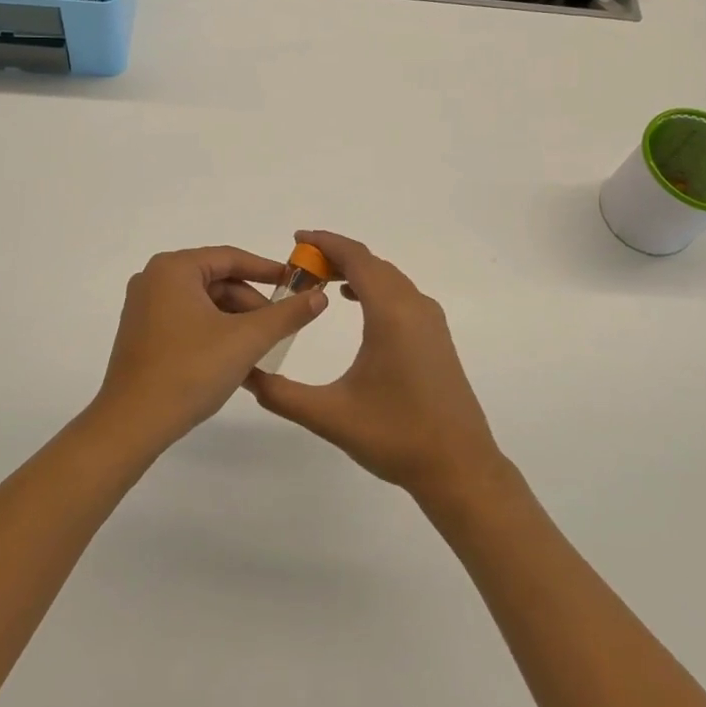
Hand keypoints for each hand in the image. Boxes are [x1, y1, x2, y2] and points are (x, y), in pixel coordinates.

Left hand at [92, 246, 326, 452]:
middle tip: (281, 326)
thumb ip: (286, 315)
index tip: (296, 283)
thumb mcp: (246, 340)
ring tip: (262, 348)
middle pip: (217, 281)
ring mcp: (144, 307)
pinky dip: (214, 333)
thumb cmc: (190, 371)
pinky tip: (235, 358)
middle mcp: (154, 279)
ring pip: (204, 303)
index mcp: (173, 268)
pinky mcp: (141, 333)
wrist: (132, 424)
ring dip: (235, 322)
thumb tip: (319, 296)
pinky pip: (187, 320)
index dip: (268, 270)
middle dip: (252, 303)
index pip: (231, 258)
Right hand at [245, 231, 504, 502]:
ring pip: (389, 277)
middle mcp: (414, 306)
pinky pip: (401, 294)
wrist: (459, 467)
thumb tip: (245, 375)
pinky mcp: (436, 337)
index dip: (325, 242)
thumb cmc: (395, 436)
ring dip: (356, 271)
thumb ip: (282, 395)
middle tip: (299, 266)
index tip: (296, 239)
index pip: (356, 258)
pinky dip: (374, 287)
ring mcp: (430, 321)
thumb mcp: (330, 416)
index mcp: (391, 313)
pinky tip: (355, 303)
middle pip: (372, 263)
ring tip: (320, 281)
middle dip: (335, 256)